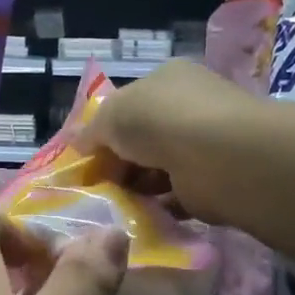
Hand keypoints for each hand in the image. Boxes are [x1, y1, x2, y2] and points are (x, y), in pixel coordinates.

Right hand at [78, 59, 267, 225]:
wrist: (217, 157)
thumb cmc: (160, 120)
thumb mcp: (112, 115)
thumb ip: (92, 130)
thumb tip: (77, 143)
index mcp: (168, 80)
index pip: (131, 103)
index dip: (105, 128)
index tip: (86, 155)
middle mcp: (189, 108)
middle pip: (143, 138)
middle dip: (118, 161)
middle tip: (94, 185)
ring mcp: (203, 146)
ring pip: (158, 168)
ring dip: (136, 186)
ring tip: (111, 203)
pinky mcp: (212, 183)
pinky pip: (176, 196)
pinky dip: (157, 206)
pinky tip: (138, 215)